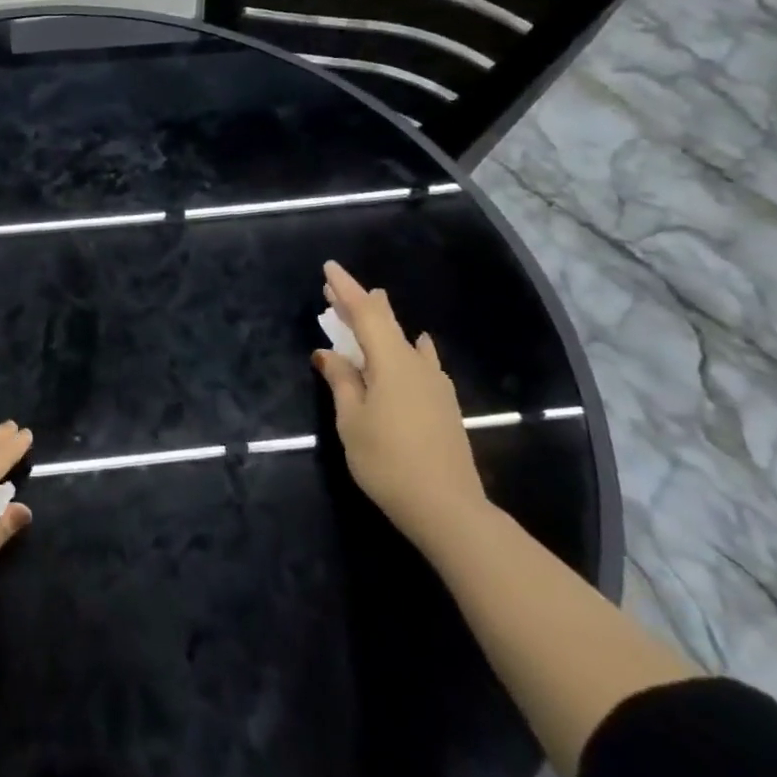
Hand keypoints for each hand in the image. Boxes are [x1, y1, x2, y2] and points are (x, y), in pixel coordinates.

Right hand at [311, 260, 489, 546]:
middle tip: (335, 291)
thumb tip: (328, 353)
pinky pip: (421, 361)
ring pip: (404, 341)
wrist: (448, 508)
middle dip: (359, 304)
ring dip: (381, 325)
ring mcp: (435, 384)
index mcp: (392, 362)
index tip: (329, 268)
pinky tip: (415, 348)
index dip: (345, 289)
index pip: (365, 314)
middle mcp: (417, 365)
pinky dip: (405, 348)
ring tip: (369, 311)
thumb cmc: (388, 461)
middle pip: (386, 323)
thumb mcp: (351, 420)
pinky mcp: (443, 404)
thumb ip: (341, 381)